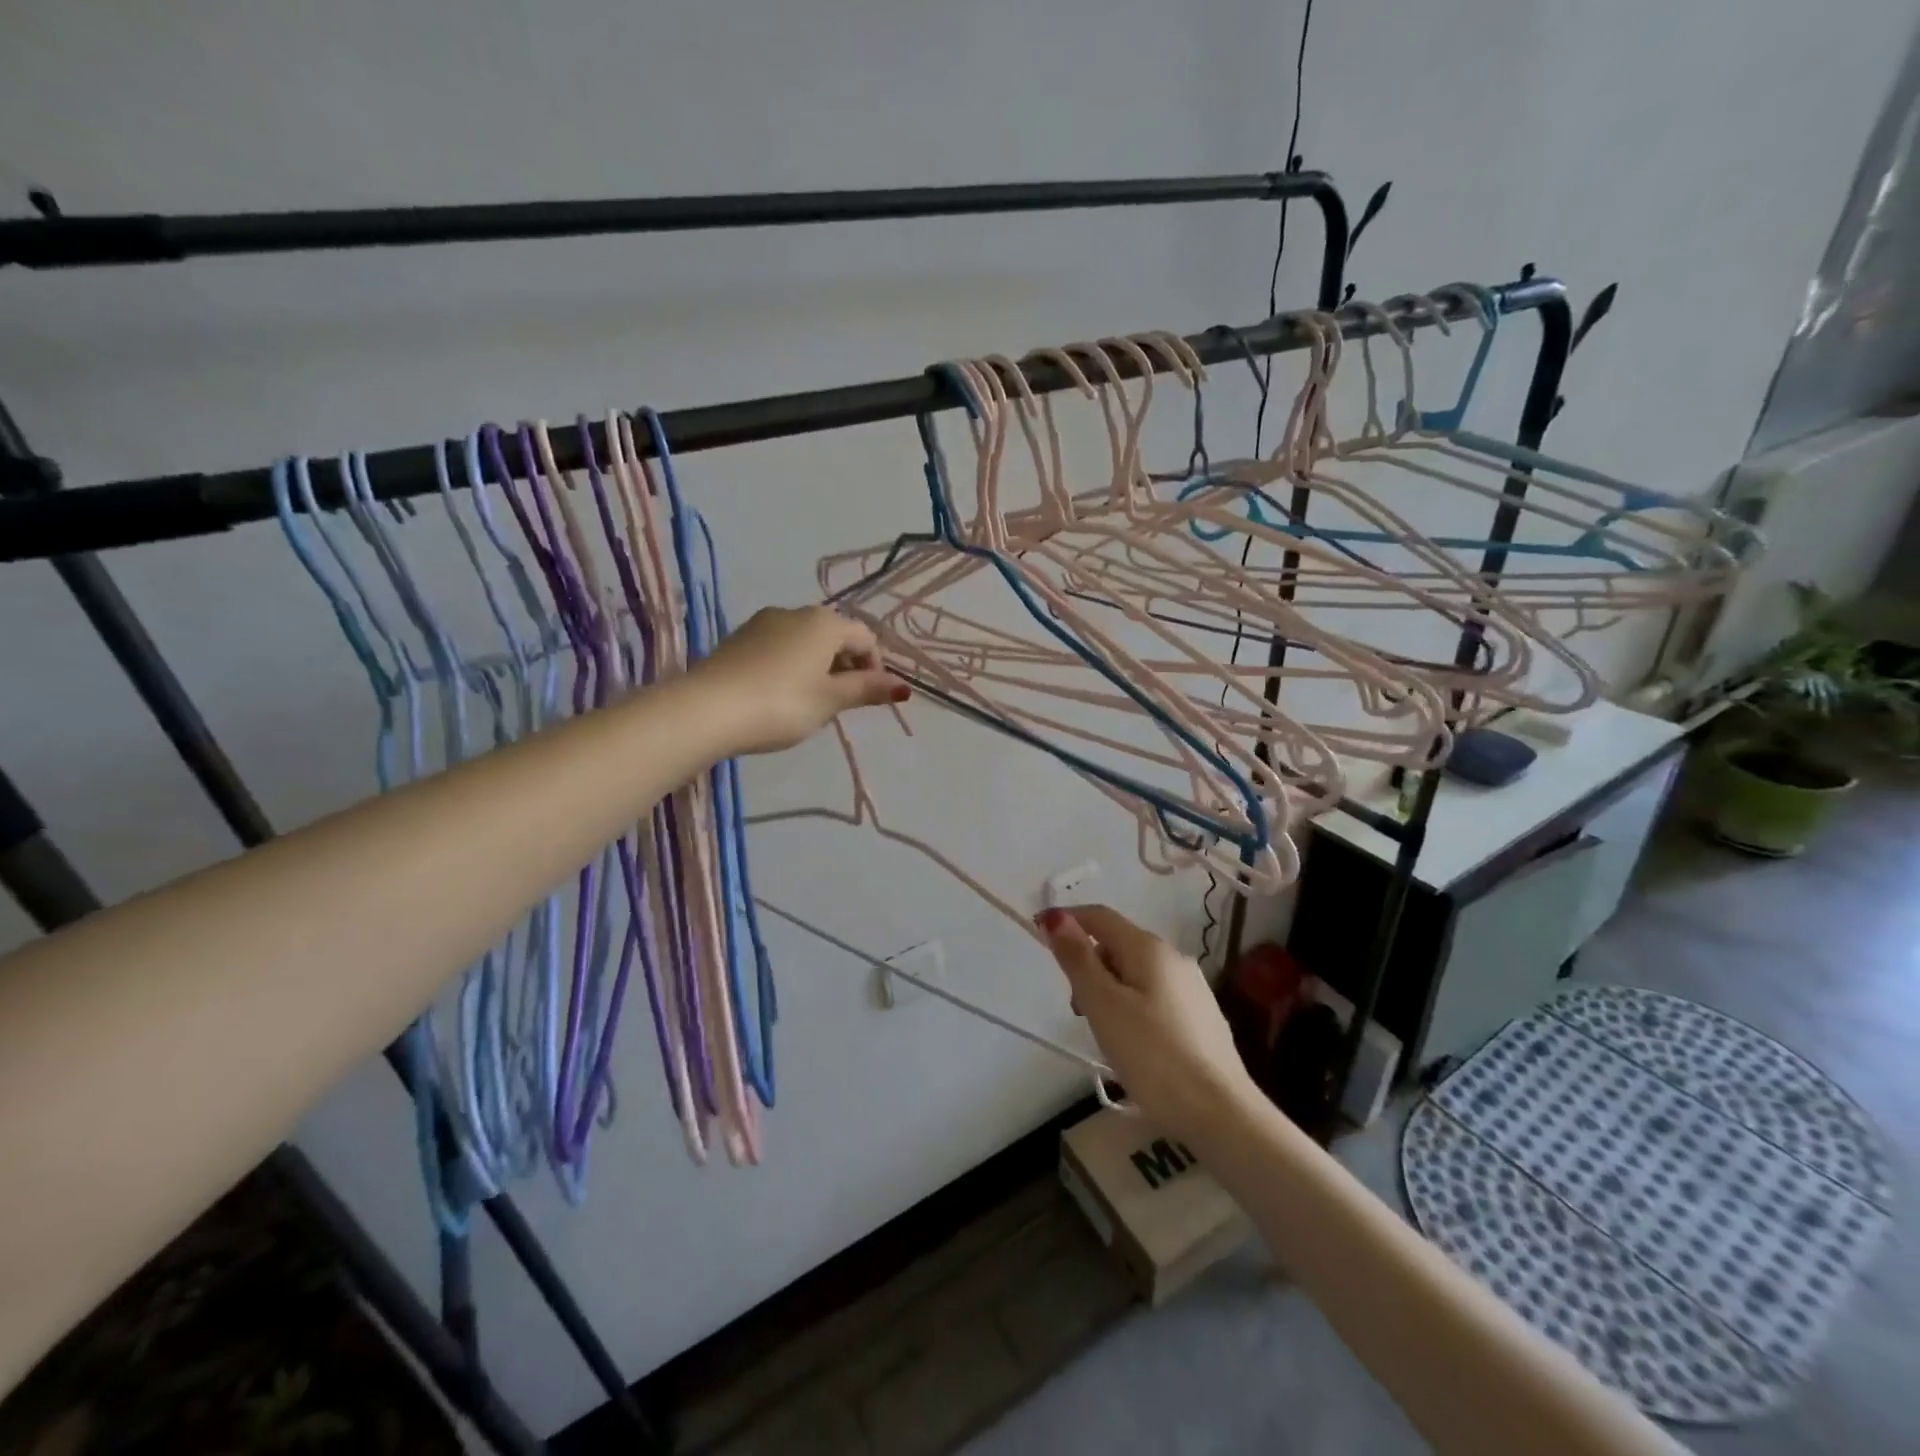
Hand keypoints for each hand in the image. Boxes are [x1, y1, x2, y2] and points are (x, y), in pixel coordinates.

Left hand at [697, 605, 906, 754]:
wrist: (707, 709)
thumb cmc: (782, 704)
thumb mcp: (830, 701)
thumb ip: (867, 690)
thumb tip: (904, 686)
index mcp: (824, 623)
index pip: (865, 638)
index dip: (875, 667)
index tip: (869, 698)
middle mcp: (795, 612)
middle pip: (834, 635)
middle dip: (846, 665)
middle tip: (841, 703)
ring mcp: (762, 623)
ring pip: (805, 640)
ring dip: (818, 665)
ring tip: (811, 701)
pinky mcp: (738, 638)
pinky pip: (778, 647)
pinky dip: (790, 665)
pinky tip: (780, 694)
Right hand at [1038, 904, 1258, 1141]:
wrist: (1221, 1114)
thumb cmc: (1153, 1056)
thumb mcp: (1103, 1005)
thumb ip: (1078, 959)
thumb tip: (1056, 916)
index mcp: (1149, 948)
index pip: (1099, 916)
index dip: (1066, 920)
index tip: (1039, 935)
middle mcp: (1174, 957)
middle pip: (1117, 944)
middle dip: (1089, 965)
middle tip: (1078, 1010)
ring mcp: (1192, 987)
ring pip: (1136, 973)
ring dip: (1109, 990)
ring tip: (1106, 1034)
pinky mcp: (1201, 1017)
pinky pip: (1154, 996)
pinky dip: (1133, 1007)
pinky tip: (1136, 1045)